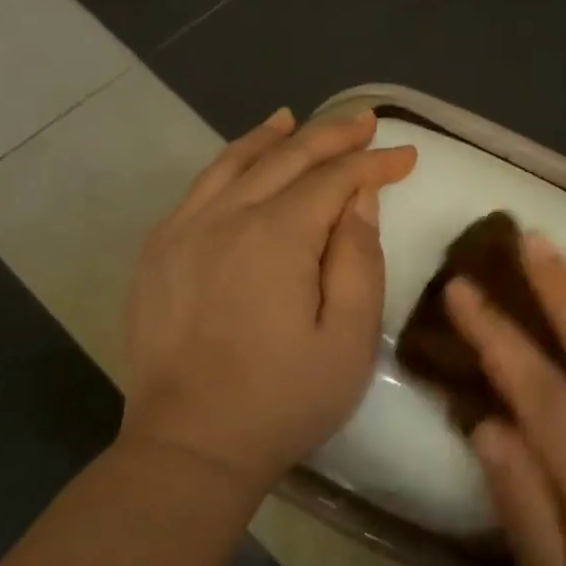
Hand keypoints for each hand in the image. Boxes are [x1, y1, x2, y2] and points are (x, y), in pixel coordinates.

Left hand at [121, 107, 416, 499]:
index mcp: (277, 236)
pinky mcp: (158, 252)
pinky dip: (228, 162)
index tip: (406, 156)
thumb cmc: (283, 399)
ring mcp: (183, 230)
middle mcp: (226, 217)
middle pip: (286, 158)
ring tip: (300, 120)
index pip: (334, 179)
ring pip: (235, 163)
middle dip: (332, 136)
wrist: (188, 446)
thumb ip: (359, 259)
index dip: (373, 163)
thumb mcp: (348, 339)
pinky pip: (199, 188)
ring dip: (274, 138)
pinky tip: (242, 160)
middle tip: (365, 122)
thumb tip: (359, 199)